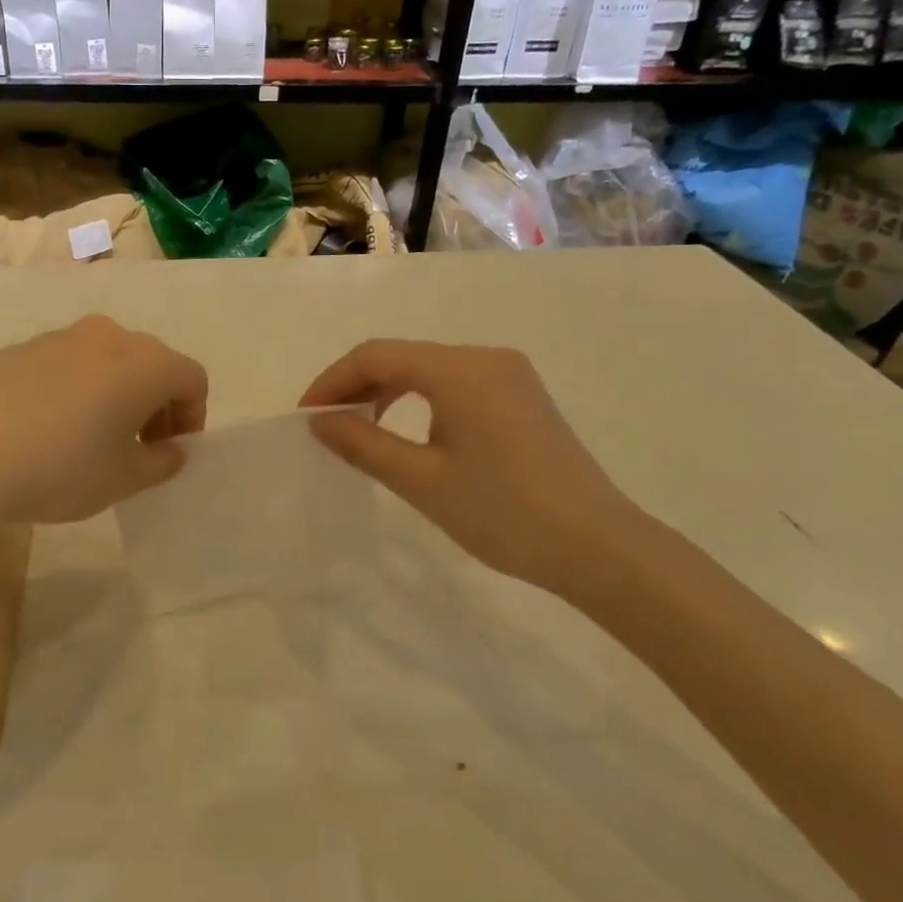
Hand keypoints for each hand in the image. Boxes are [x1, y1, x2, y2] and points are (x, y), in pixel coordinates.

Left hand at [0, 315, 207, 525]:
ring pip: (107, 361)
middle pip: (151, 363)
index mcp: (145, 363)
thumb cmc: (60, 469)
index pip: (192, 378)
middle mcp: (108, 336)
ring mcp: (59, 337)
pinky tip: (48, 428)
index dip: (193, 415)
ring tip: (92, 438)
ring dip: (116, 394)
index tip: (172, 449)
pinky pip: (67, 364)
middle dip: (156, 404)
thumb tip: (170, 450)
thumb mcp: (123, 480)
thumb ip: (161, 463)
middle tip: (140, 447)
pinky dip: (76, 389)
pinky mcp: (20, 348)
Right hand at [301, 340, 648, 597]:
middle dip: (357, 386)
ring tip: (361, 430)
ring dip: (387, 392)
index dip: (332, 380)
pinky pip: (456, 384)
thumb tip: (319, 421)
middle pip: (403, 357)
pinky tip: (410, 432)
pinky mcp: (523, 397)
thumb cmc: (502, 512)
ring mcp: (510, 375)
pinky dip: (421, 400)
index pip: (376, 355)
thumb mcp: (421, 481)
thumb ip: (364, 444)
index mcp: (459, 369)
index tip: (306, 417)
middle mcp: (485, 358)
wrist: (597, 546)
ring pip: (429, 369)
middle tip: (327, 426)